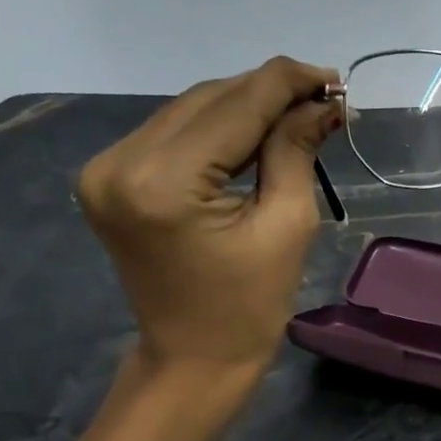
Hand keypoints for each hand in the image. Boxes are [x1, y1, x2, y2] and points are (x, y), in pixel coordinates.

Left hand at [77, 57, 339, 378]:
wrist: (193, 359)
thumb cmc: (249, 306)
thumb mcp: (287, 226)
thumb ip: (295, 151)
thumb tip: (322, 103)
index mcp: (164, 182)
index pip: (236, 105)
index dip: (289, 83)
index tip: (335, 80)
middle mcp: (120, 162)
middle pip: (208, 99)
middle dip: (268, 93)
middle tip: (322, 98)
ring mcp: (105, 168)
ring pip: (188, 110)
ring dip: (243, 107)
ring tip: (296, 114)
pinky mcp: (107, 178)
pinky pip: (171, 134)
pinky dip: (215, 129)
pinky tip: (253, 133)